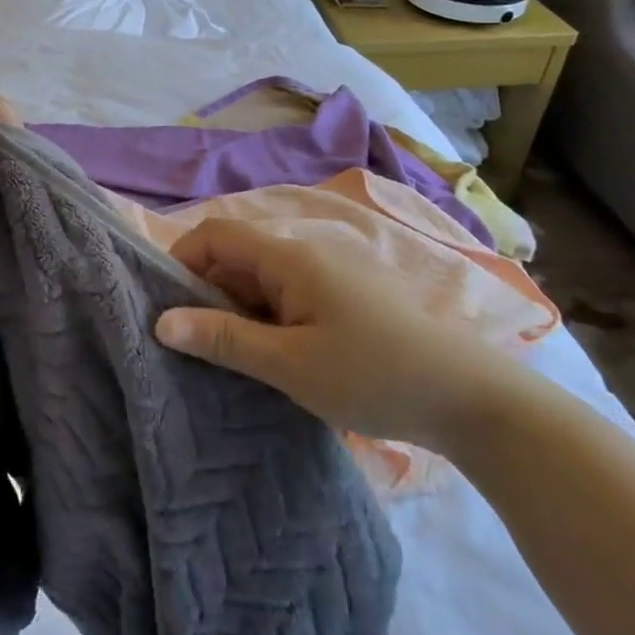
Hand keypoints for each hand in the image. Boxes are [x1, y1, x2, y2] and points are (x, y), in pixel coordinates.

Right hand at [155, 218, 529, 450]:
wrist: (473, 400)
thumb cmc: (375, 375)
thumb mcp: (290, 364)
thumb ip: (224, 340)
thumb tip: (161, 322)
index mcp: (289, 257)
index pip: (215, 234)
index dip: (180, 260)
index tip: (163, 308)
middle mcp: (305, 255)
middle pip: (236, 257)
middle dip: (204, 294)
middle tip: (188, 345)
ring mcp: (328, 278)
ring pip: (260, 282)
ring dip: (235, 312)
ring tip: (221, 359)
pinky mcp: (344, 302)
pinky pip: (286, 299)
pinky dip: (264, 322)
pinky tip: (265, 361)